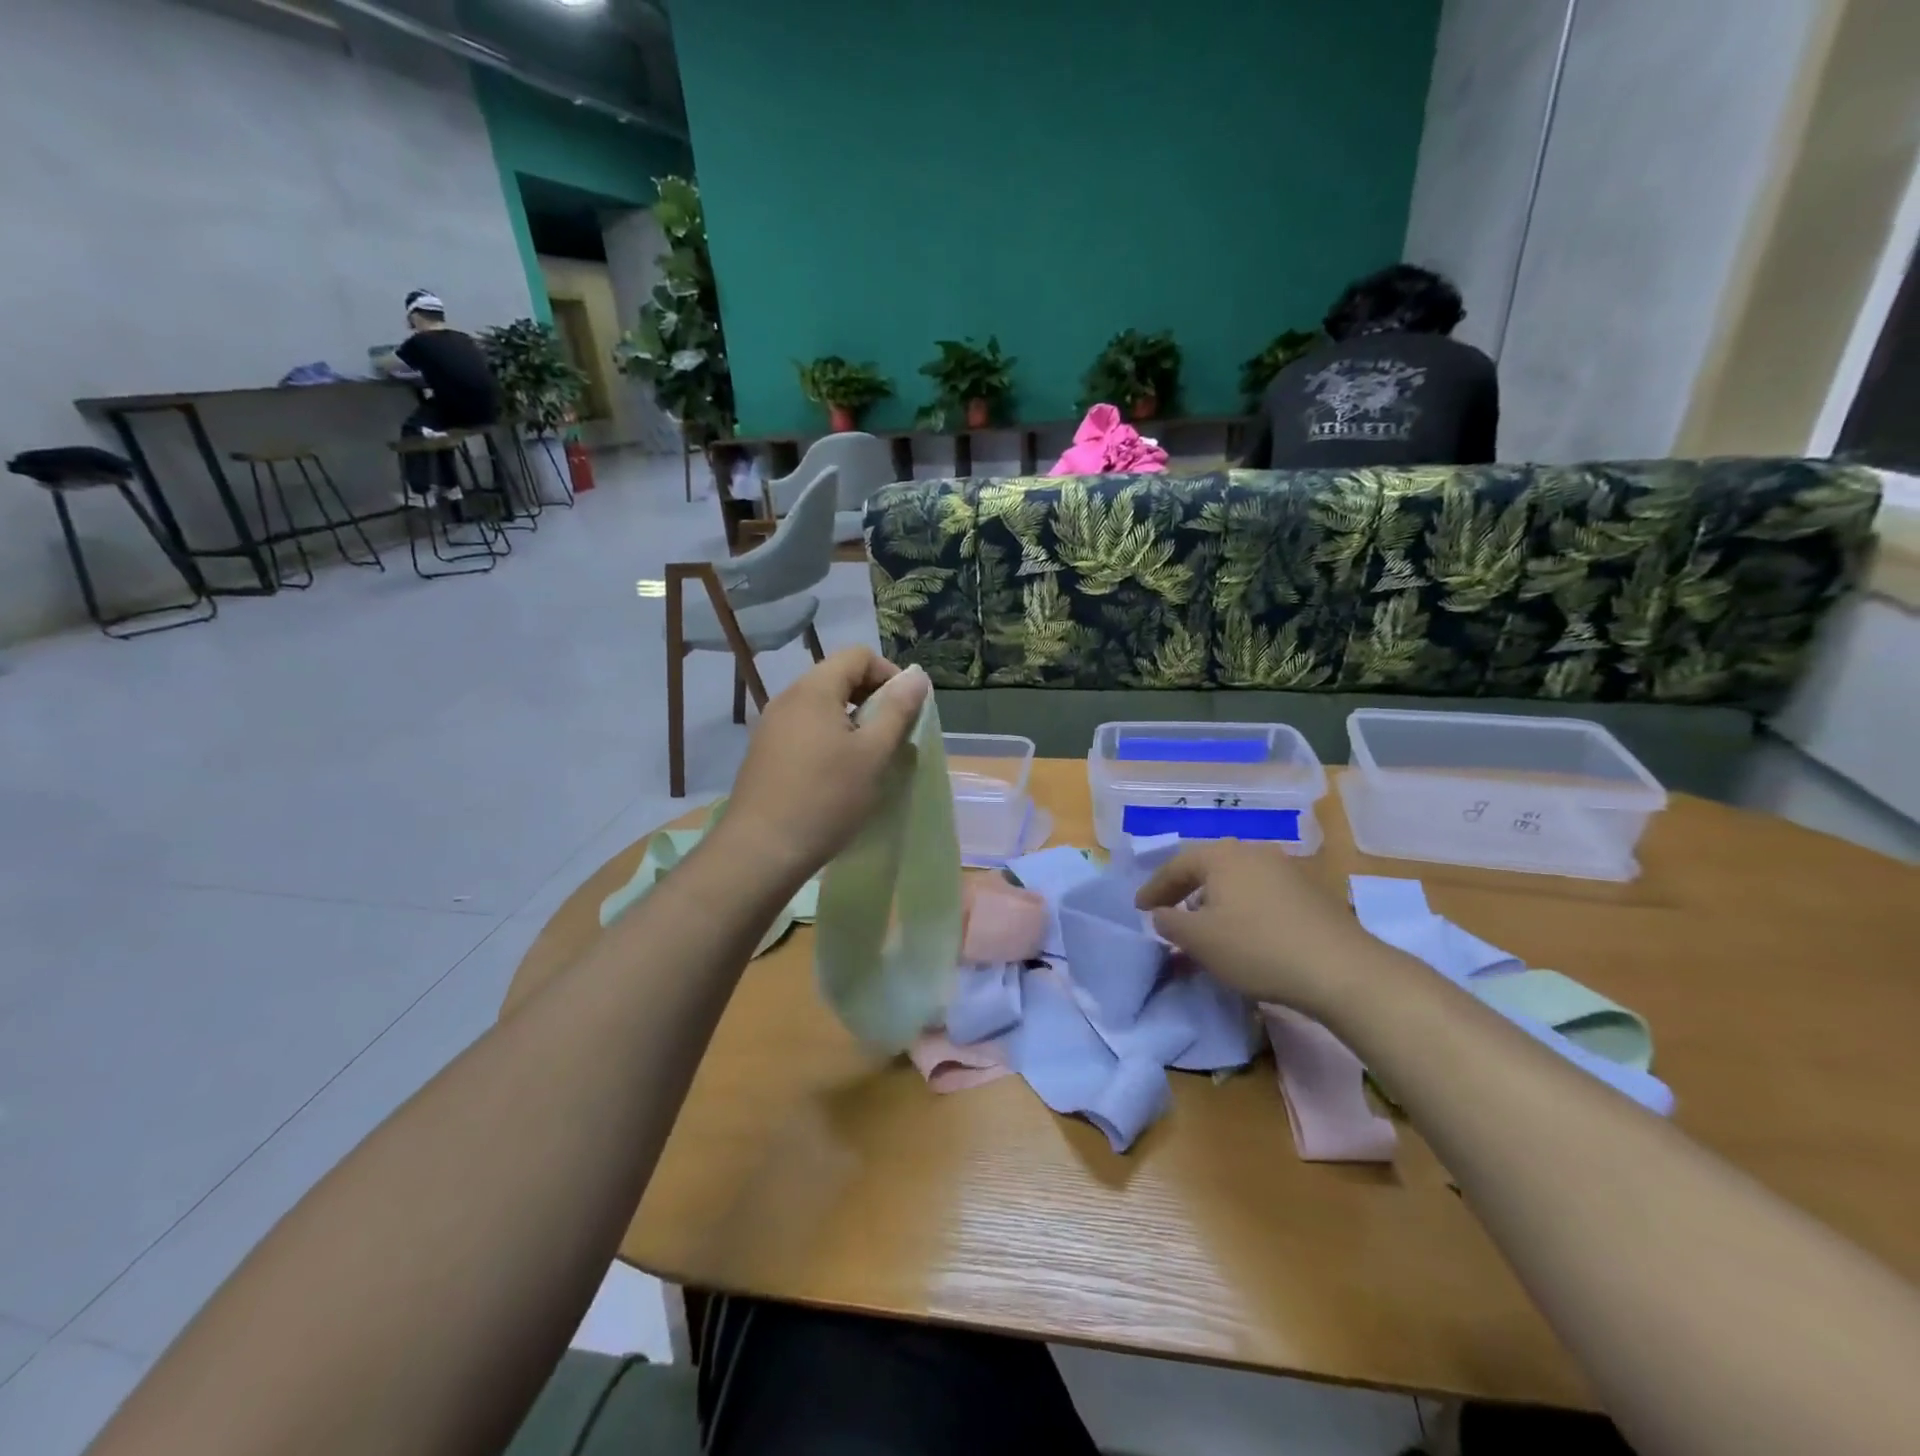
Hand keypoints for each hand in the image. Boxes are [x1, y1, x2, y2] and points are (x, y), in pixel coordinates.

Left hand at [718, 649, 928, 886]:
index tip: (907, 709)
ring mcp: (771, 727)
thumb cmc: (826, 798)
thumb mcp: (873, 754)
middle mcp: (787, 699)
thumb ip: (898, 710)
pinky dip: (830, 740)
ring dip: (852, 722)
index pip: (857, 656)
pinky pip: (805, 731)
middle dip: (872, 699)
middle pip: (838, 678)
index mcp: (813, 690)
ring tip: (870, 758)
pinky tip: (839, 776)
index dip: (889, 674)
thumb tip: (917, 677)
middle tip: (893, 736)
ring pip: (822, 707)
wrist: (761, 852)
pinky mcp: (765, 754)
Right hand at [1134, 841, 1375, 1014]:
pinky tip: (1244, 932)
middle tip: (1167, 911)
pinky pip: (1261, 893)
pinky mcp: (1310, 892)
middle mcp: (1253, 852)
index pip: (1176, 866)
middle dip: (1185, 890)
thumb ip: (1170, 924)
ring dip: (1215, 901)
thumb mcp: (1200, 941)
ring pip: (1236, 880)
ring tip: (1204, 925)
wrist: (1340, 969)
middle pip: (1208, 868)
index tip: (1138, 908)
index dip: (1154, 888)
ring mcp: (1285, 869)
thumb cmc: (1257, 948)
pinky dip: (1242, 908)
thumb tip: (1160, 914)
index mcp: (1221, 856)